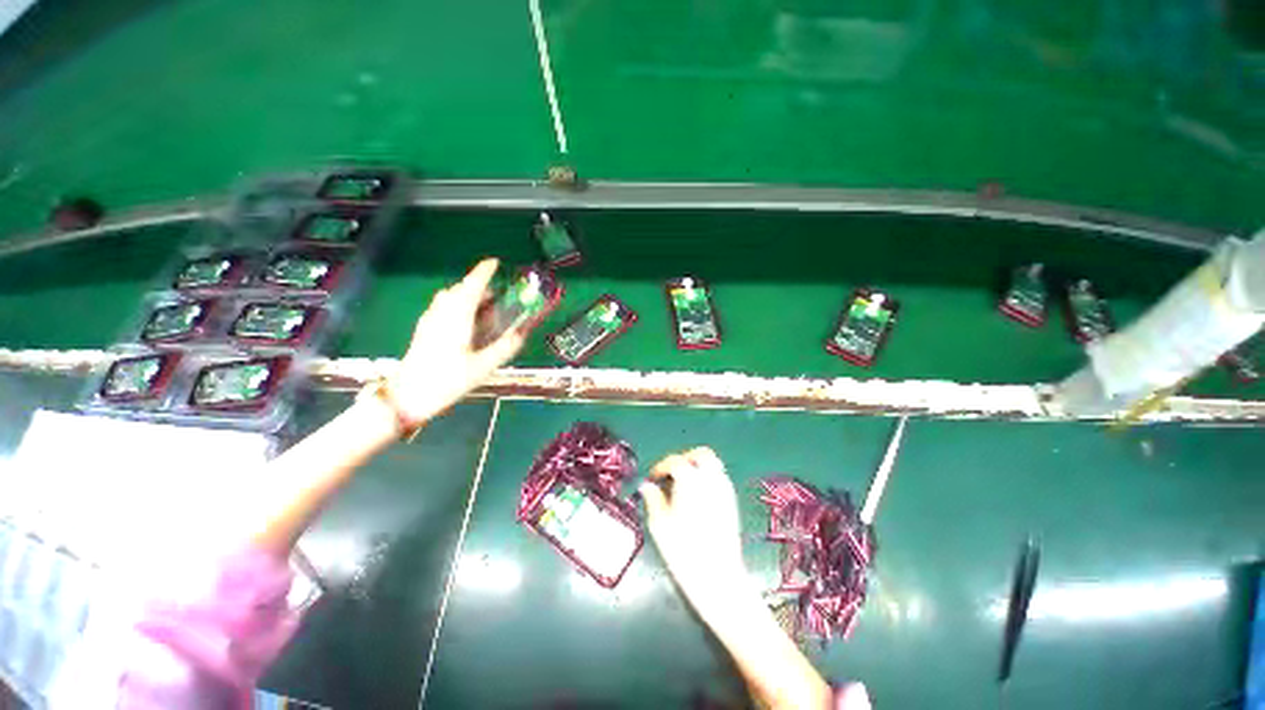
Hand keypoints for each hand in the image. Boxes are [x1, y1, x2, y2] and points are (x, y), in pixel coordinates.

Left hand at [389, 259, 526, 424]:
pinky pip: (443, 307)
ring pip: (450, 297)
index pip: (472, 286)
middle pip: (461, 289)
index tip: (496, 262)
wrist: (408, 396)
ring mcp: (430, 320)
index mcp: (458, 317)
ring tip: (485, 308)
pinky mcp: (424, 329)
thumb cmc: (447, 380)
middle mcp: (442, 313)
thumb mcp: (483, 366)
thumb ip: (505, 348)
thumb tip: (523, 334)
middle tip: (498, 294)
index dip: (484, 271)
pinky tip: (466, 322)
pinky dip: (458, 305)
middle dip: (479, 285)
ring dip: (468, 296)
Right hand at [639, 448, 747, 614]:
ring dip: (697, 467)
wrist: (718, 577)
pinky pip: (720, 479)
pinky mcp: (732, 503)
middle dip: (685, 458)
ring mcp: (725, 490)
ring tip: (683, 485)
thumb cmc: (683, 550)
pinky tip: (697, 497)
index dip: (661, 466)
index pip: (675, 461)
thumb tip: (647, 486)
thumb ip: (653, 499)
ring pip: (713, 465)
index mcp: (691, 480)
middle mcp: (711, 479)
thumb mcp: (659, 525)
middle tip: (672, 472)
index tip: (653, 477)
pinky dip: (707, 479)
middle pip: (702, 455)